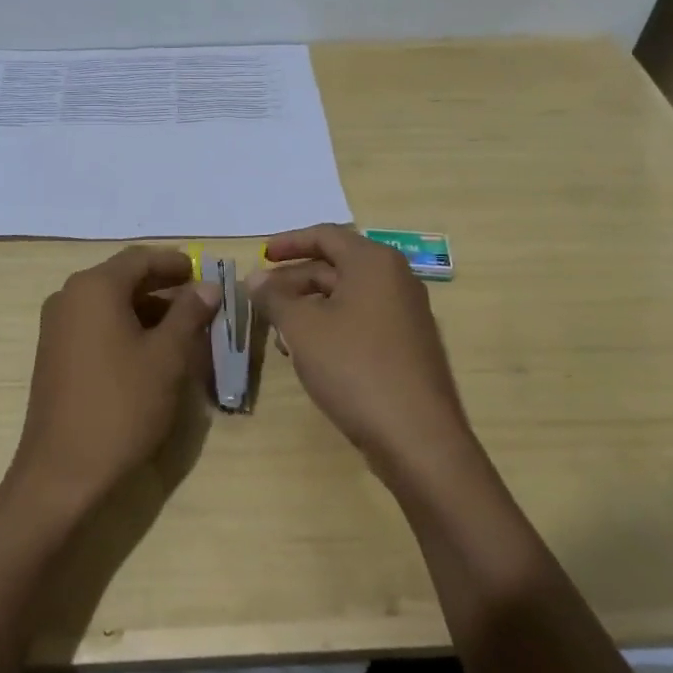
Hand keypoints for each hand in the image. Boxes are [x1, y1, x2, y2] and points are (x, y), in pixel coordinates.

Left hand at [5, 247, 220, 517]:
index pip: (141, 258)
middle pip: (124, 278)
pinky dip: (126, 328)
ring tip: (184, 331)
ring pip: (110, 303)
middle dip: (164, 287)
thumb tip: (208, 286)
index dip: (177, 263)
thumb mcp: (167, 357)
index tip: (206, 274)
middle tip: (202, 303)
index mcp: (94, 288)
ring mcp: (57, 326)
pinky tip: (152, 352)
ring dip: (148, 310)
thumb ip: (190, 314)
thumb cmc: (121, 406)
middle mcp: (69, 297)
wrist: (62, 472)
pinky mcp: (54, 353)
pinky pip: (96, 325)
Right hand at [254, 225, 473, 477]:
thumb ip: (274, 297)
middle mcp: (395, 279)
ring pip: (346, 297)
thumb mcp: (302, 328)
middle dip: (294, 280)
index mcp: (374, 262)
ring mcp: (405, 314)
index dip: (288, 242)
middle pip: (335, 266)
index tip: (260, 257)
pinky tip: (308, 354)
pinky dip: (330, 327)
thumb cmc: (354, 367)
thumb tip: (256, 279)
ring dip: (309, 307)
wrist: (416, 437)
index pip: (325, 235)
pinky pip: (361, 321)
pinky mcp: (407, 346)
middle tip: (261, 300)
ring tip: (279, 333)